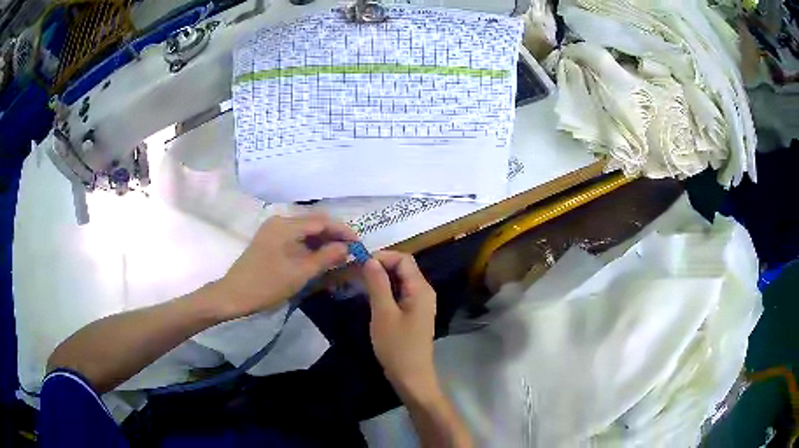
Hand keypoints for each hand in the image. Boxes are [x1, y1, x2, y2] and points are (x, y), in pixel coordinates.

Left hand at [215, 214, 357, 318]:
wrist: (234, 295)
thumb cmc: (267, 284)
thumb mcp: (300, 273)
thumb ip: (325, 257)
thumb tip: (347, 248)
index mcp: (285, 225)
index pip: (321, 221)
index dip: (342, 230)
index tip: (359, 243)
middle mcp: (279, 221)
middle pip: (313, 223)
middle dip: (333, 235)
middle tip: (351, 250)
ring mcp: (273, 230)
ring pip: (304, 230)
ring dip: (322, 241)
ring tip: (338, 255)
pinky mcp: (269, 240)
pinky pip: (295, 237)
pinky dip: (309, 245)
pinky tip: (318, 256)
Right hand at [361, 251, 438, 400]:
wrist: (411, 376)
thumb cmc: (397, 346)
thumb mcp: (383, 313)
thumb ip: (377, 284)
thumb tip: (370, 259)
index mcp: (421, 289)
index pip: (403, 259)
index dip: (382, 256)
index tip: (359, 263)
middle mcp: (424, 292)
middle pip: (403, 268)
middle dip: (380, 266)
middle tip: (356, 272)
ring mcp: (419, 304)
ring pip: (400, 281)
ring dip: (381, 278)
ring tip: (359, 282)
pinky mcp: (413, 314)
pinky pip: (399, 294)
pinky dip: (385, 291)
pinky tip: (370, 297)